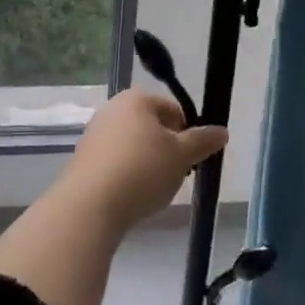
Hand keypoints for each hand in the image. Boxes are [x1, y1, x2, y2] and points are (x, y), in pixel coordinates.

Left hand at [61, 89, 227, 232]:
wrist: (89, 205)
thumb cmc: (142, 171)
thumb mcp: (182, 156)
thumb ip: (203, 141)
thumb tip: (222, 131)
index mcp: (137, 99)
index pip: (173, 111)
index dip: (187, 136)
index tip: (188, 161)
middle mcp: (112, 108)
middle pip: (151, 127)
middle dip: (165, 150)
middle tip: (172, 176)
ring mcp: (94, 133)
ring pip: (132, 145)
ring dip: (145, 163)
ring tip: (150, 190)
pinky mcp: (82, 158)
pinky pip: (114, 162)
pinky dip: (125, 175)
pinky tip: (128, 196)